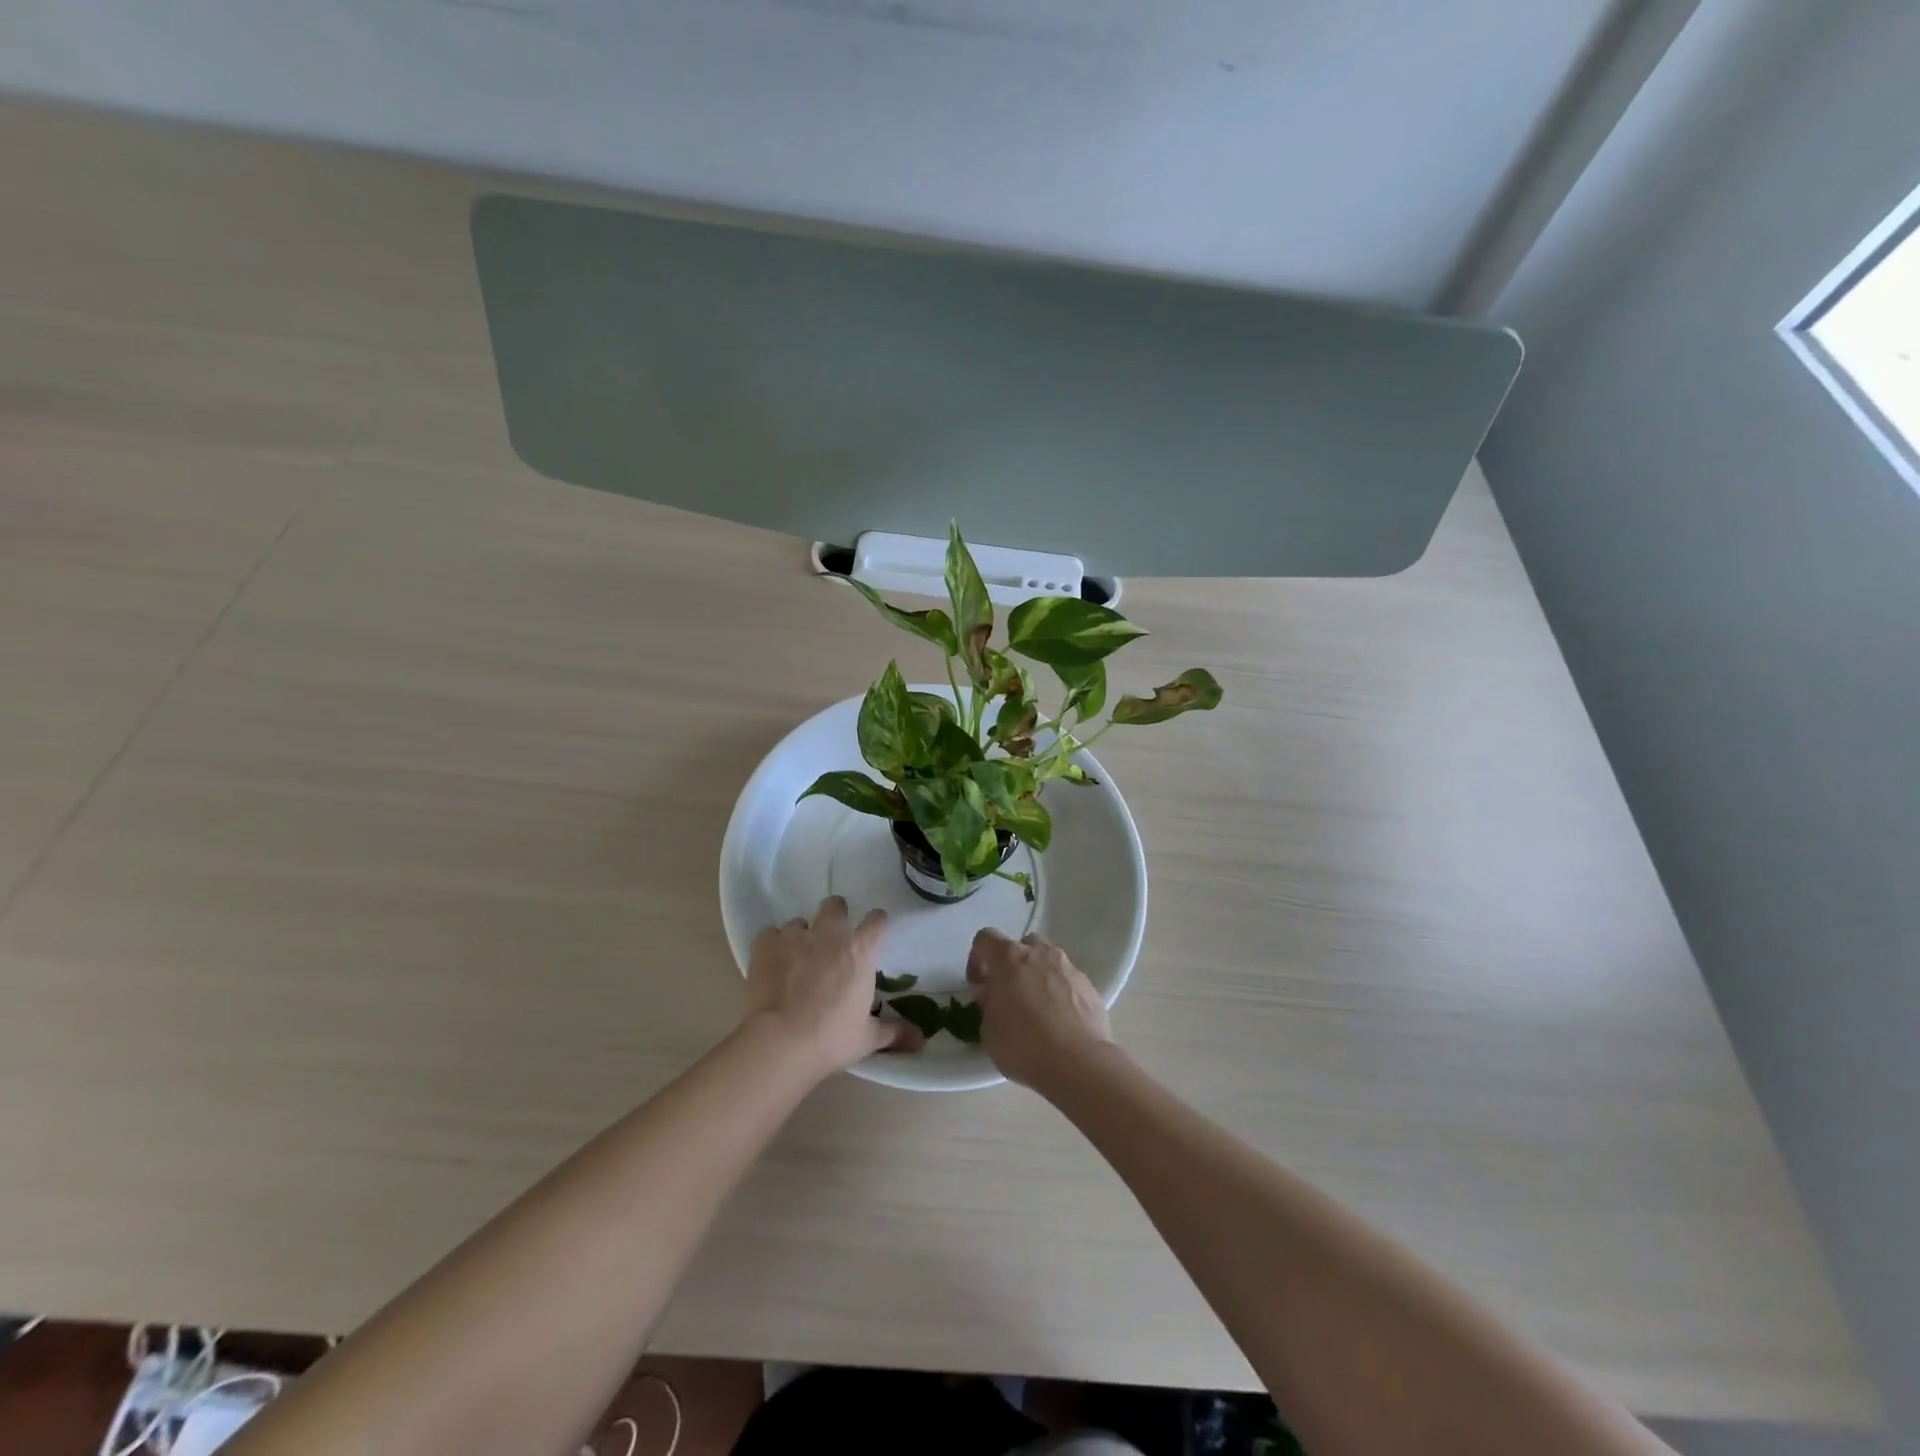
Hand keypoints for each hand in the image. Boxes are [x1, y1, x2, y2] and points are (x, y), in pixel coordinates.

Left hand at [744, 896, 918, 1077]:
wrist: (781, 1041)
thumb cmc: (832, 1038)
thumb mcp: (867, 1038)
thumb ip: (894, 1032)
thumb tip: (920, 1039)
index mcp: (860, 950)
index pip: (876, 921)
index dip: (875, 924)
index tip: (873, 934)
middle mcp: (830, 933)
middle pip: (835, 906)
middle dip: (835, 916)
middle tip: (831, 939)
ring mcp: (795, 936)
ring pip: (800, 922)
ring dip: (801, 936)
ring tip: (796, 960)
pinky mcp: (766, 944)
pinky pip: (770, 934)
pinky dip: (773, 946)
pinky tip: (772, 964)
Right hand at [967, 928, 1113, 1090]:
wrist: (1079, 1063)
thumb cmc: (1024, 1045)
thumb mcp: (988, 1031)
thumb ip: (988, 1004)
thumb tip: (994, 995)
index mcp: (1009, 958)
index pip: (986, 938)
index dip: (978, 957)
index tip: (979, 984)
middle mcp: (1040, 954)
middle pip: (1023, 945)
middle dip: (1013, 965)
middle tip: (1009, 994)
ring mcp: (1069, 968)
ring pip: (1049, 961)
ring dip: (1039, 977)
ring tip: (1037, 1009)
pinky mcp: (1090, 987)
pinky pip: (1068, 982)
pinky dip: (1061, 994)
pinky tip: (1060, 1022)